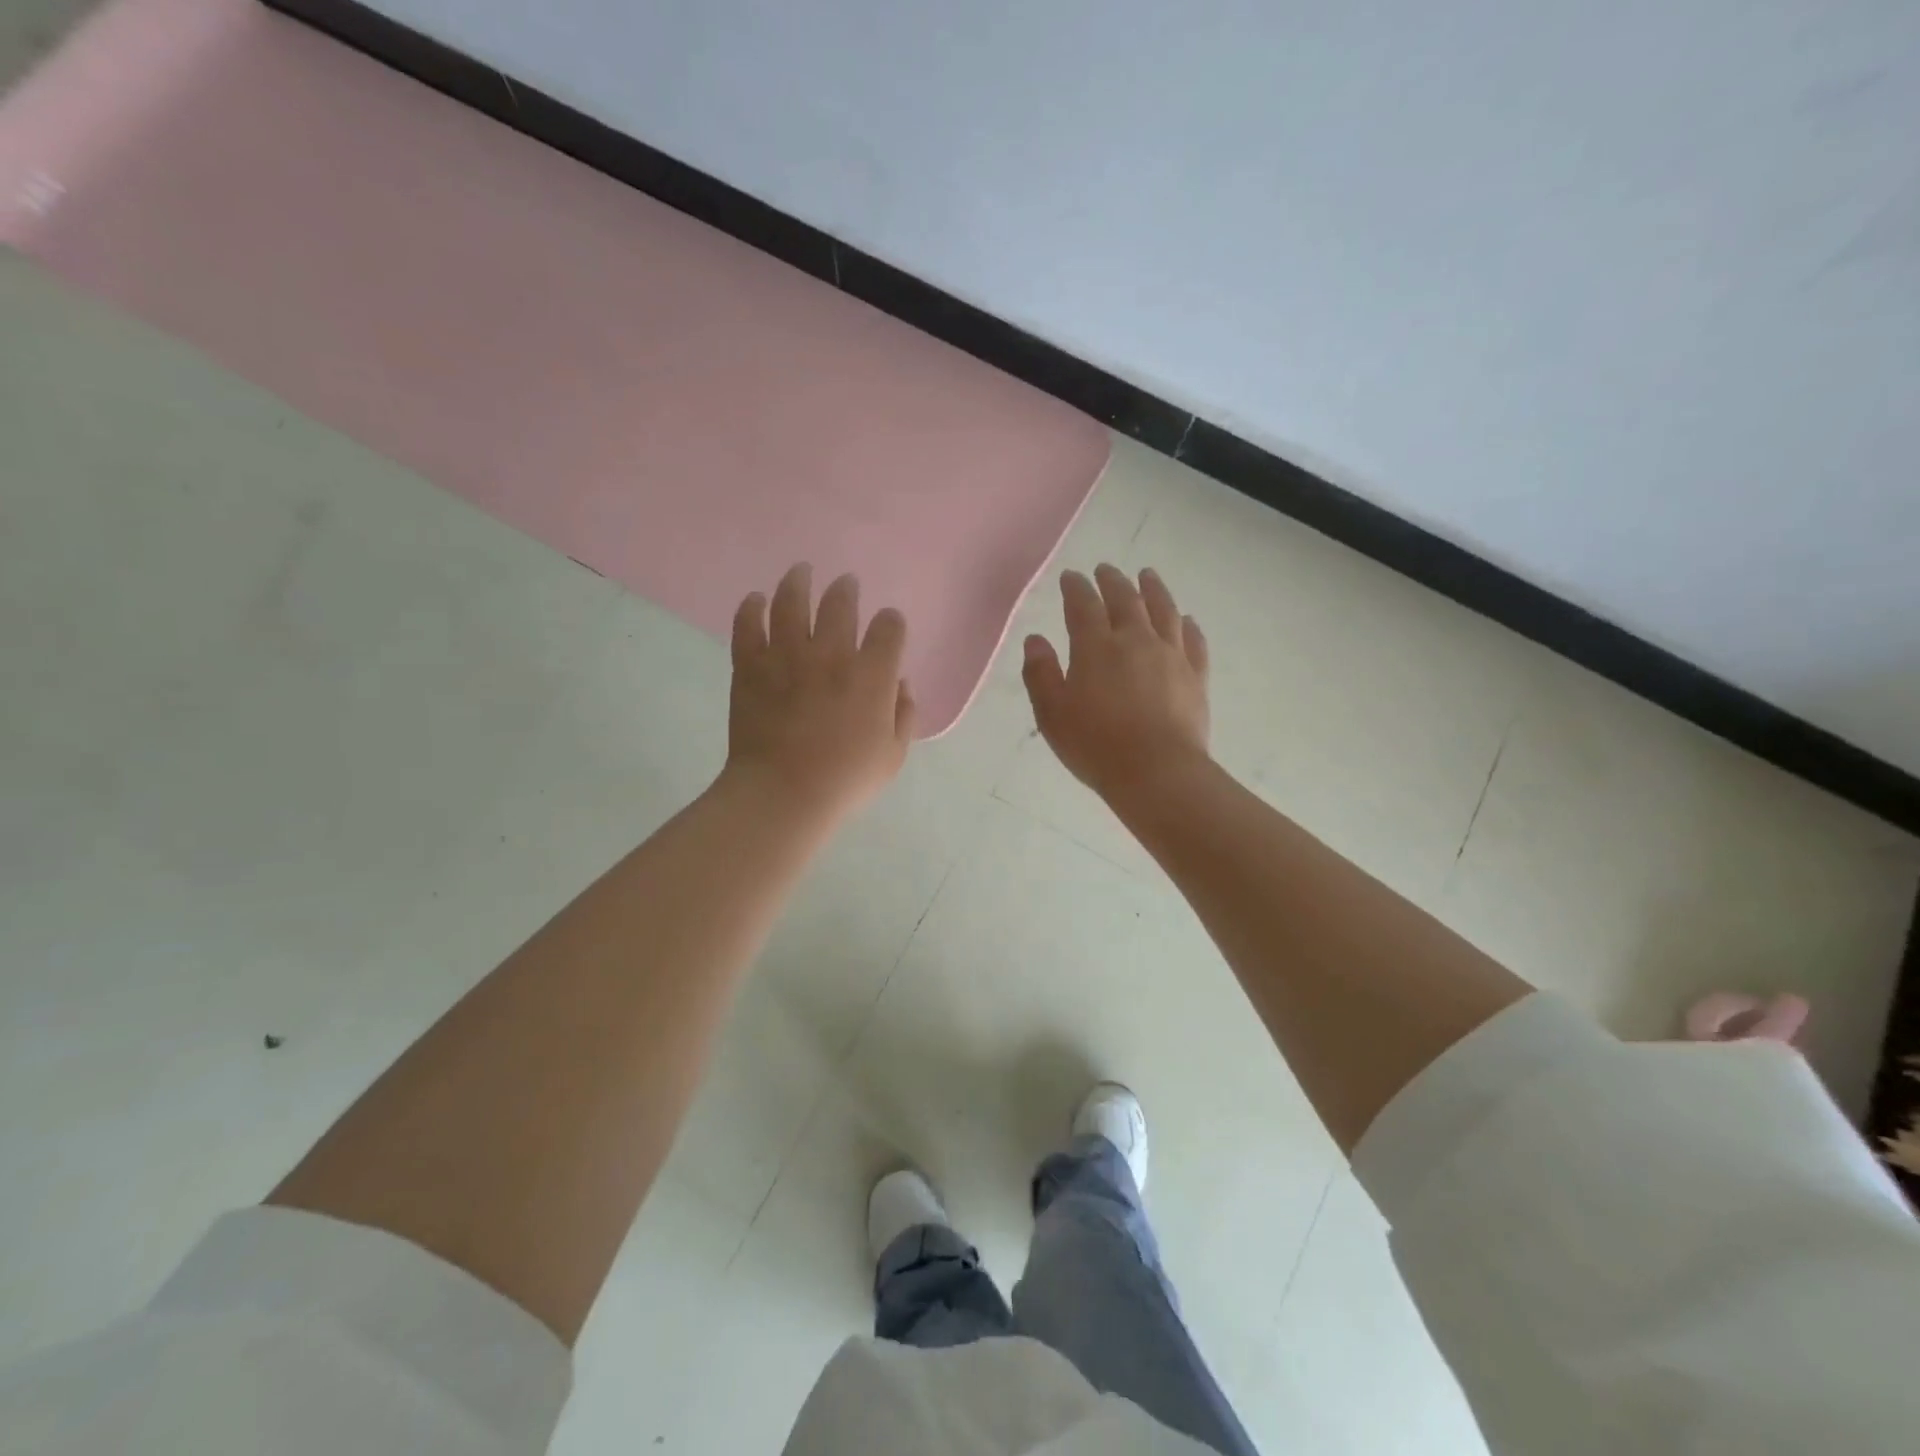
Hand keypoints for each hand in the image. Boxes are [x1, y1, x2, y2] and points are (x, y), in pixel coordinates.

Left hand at [722, 563, 914, 826]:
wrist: (783, 793)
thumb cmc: (845, 780)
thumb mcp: (892, 756)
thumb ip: (904, 715)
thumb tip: (899, 685)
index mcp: (872, 675)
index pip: (889, 628)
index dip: (891, 622)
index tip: (888, 626)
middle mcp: (832, 654)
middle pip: (840, 602)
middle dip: (846, 589)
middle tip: (845, 584)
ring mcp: (787, 655)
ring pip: (791, 601)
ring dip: (798, 581)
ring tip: (801, 571)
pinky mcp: (751, 666)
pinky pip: (748, 625)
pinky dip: (751, 608)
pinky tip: (755, 599)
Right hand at [1021, 565, 1209, 804]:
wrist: (1157, 772)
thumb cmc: (1095, 745)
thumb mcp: (1052, 714)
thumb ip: (1040, 674)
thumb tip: (1036, 639)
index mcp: (1096, 647)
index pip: (1083, 605)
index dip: (1076, 588)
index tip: (1071, 577)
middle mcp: (1135, 640)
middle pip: (1125, 599)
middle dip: (1112, 581)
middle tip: (1106, 569)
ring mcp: (1170, 655)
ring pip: (1163, 610)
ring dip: (1153, 589)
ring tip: (1147, 575)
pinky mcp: (1195, 675)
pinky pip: (1194, 641)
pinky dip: (1187, 625)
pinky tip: (1186, 620)